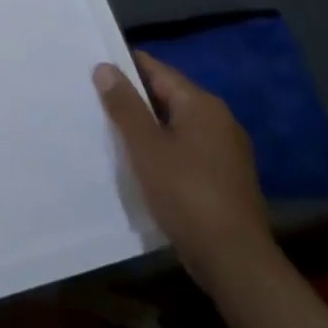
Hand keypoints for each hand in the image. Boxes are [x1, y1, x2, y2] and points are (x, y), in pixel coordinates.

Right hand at [94, 52, 276, 294]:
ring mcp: (226, 150)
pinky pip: (188, 150)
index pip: (156, 70)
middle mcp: (219, 119)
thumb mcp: (145, 147)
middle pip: (168, 96)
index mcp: (201, 104)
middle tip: (96, 103)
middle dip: (134, 99)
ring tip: (113, 133)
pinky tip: (144, 165)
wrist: (234, 261)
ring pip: (177, 125)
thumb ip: (124, 105)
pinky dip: (165, 150)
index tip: (93, 72)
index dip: (124, 67)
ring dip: (149, 128)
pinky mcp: (226, 178)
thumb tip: (105, 67)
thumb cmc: (186, 194)